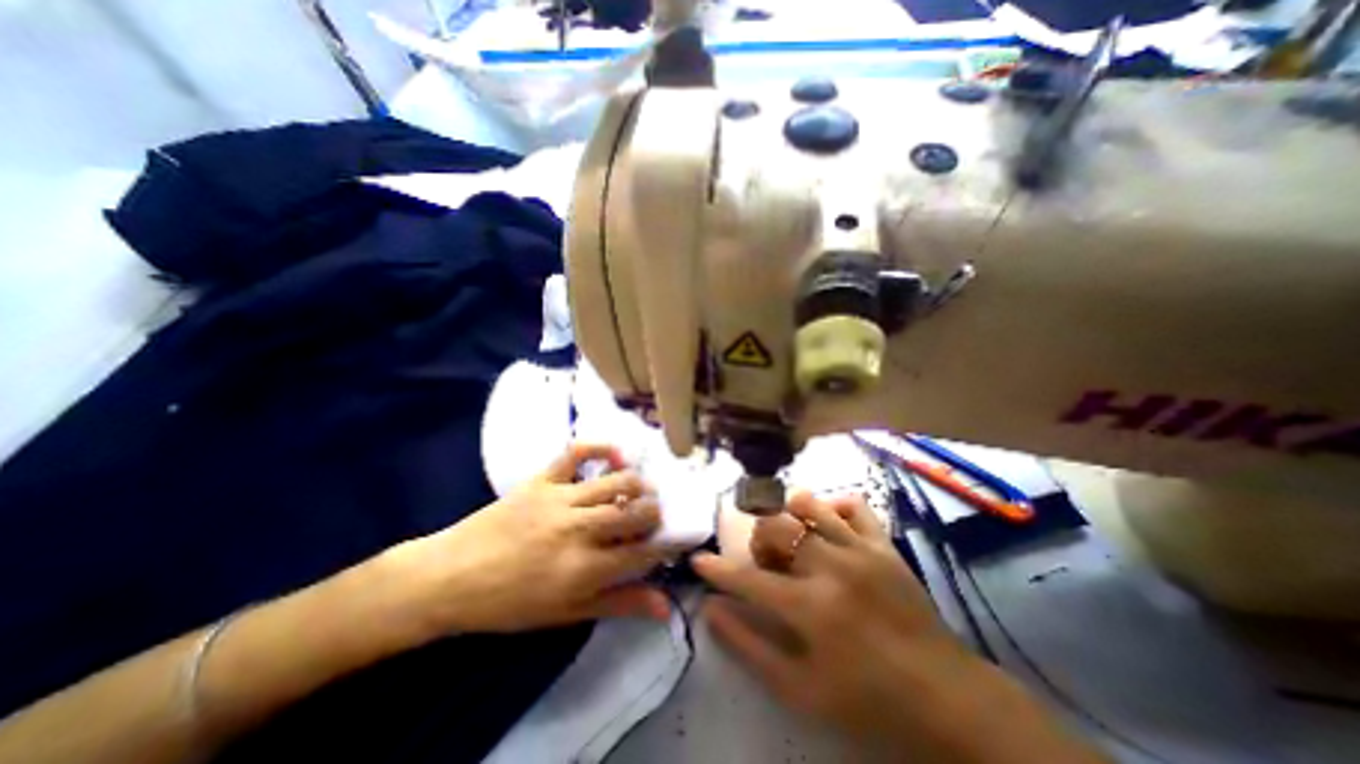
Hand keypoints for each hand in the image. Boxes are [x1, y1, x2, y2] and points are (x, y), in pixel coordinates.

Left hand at [389, 439, 674, 639]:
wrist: (450, 578)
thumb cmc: (509, 604)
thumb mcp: (567, 614)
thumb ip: (620, 605)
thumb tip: (665, 607)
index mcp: (583, 570)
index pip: (642, 553)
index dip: (663, 546)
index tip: (668, 543)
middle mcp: (577, 530)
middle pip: (635, 512)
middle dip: (655, 513)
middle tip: (654, 516)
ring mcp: (559, 499)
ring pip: (616, 482)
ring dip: (638, 484)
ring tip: (642, 490)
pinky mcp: (542, 480)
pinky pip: (576, 453)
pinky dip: (600, 447)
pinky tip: (615, 456)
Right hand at [702, 495, 965, 739]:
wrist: (946, 698)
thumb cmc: (867, 700)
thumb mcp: (800, 689)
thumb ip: (750, 647)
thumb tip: (711, 611)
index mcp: (810, 608)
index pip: (747, 580)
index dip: (717, 570)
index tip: (698, 561)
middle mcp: (831, 567)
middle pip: (776, 528)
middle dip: (758, 539)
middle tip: (764, 560)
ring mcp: (861, 550)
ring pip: (810, 507)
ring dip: (789, 515)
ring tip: (791, 536)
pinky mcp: (883, 544)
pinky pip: (853, 505)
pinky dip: (833, 506)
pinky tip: (828, 523)